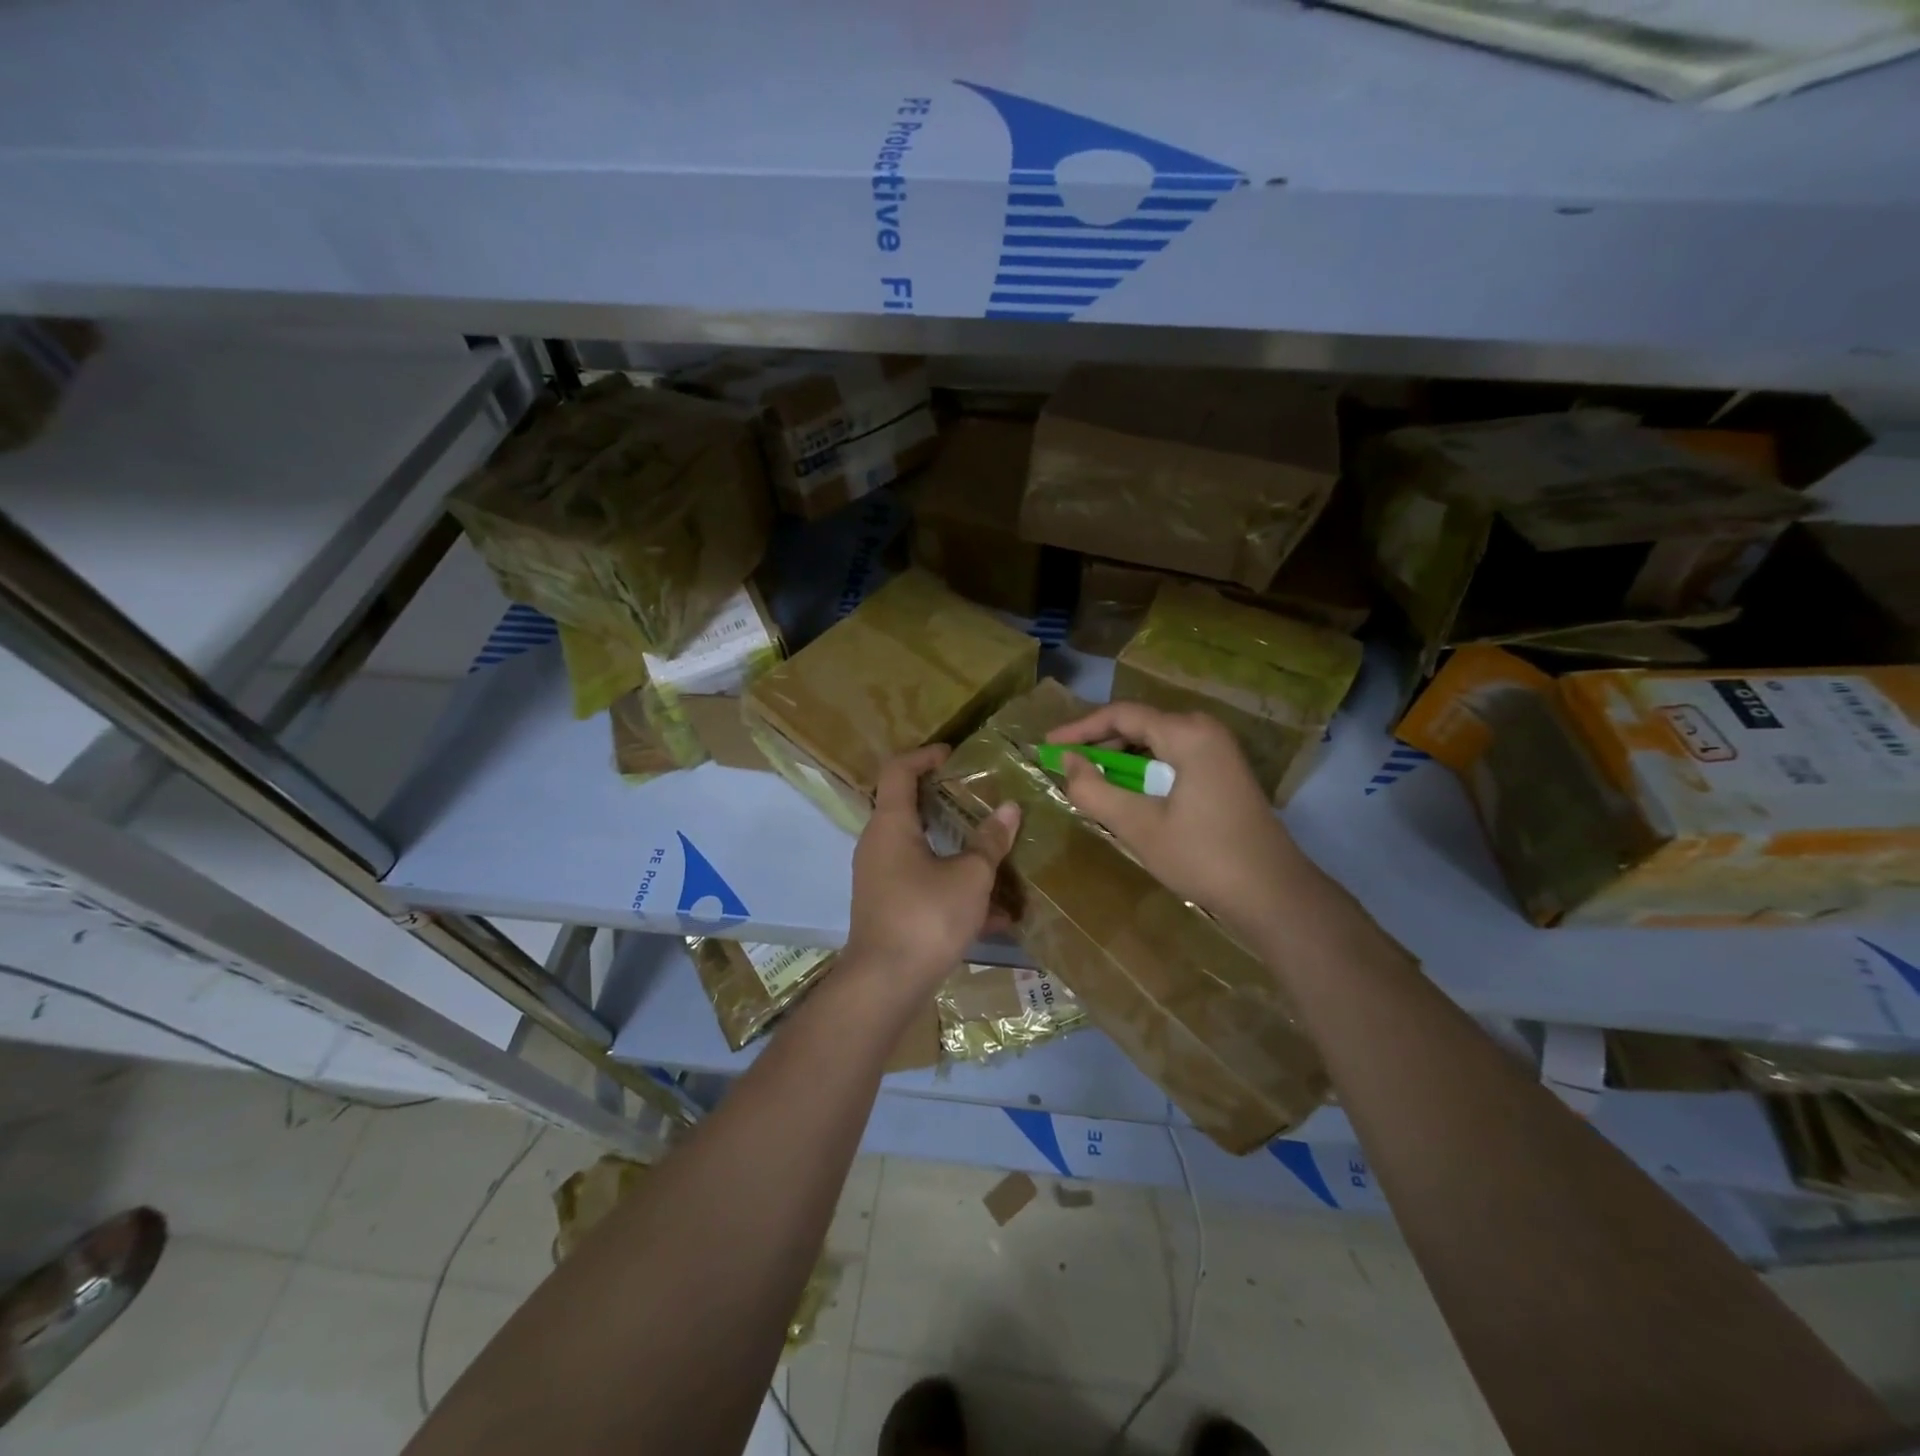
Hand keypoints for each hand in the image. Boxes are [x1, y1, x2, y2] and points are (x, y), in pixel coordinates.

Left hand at [844, 745, 1020, 994]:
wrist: (885, 984)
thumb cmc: (926, 917)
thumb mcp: (970, 877)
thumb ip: (990, 841)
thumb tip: (1010, 808)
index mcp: (891, 825)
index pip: (898, 770)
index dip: (925, 755)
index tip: (953, 755)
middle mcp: (878, 845)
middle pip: (908, 808)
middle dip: (944, 802)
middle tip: (978, 798)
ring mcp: (879, 878)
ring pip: (919, 850)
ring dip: (954, 848)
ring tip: (992, 852)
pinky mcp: (887, 907)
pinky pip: (921, 883)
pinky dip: (951, 885)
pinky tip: (993, 912)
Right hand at [1047, 702, 1321, 939]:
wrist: (1273, 893)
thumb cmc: (1202, 856)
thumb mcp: (1138, 826)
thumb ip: (1095, 790)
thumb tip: (1068, 761)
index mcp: (1187, 733)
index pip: (1121, 714)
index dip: (1079, 728)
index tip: (1048, 744)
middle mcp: (1205, 730)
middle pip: (1139, 723)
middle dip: (1099, 743)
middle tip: (1066, 765)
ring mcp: (1218, 750)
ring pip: (1155, 742)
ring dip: (1120, 758)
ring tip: (1090, 781)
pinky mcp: (1223, 772)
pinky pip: (1172, 757)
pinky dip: (1143, 769)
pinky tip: (1127, 793)